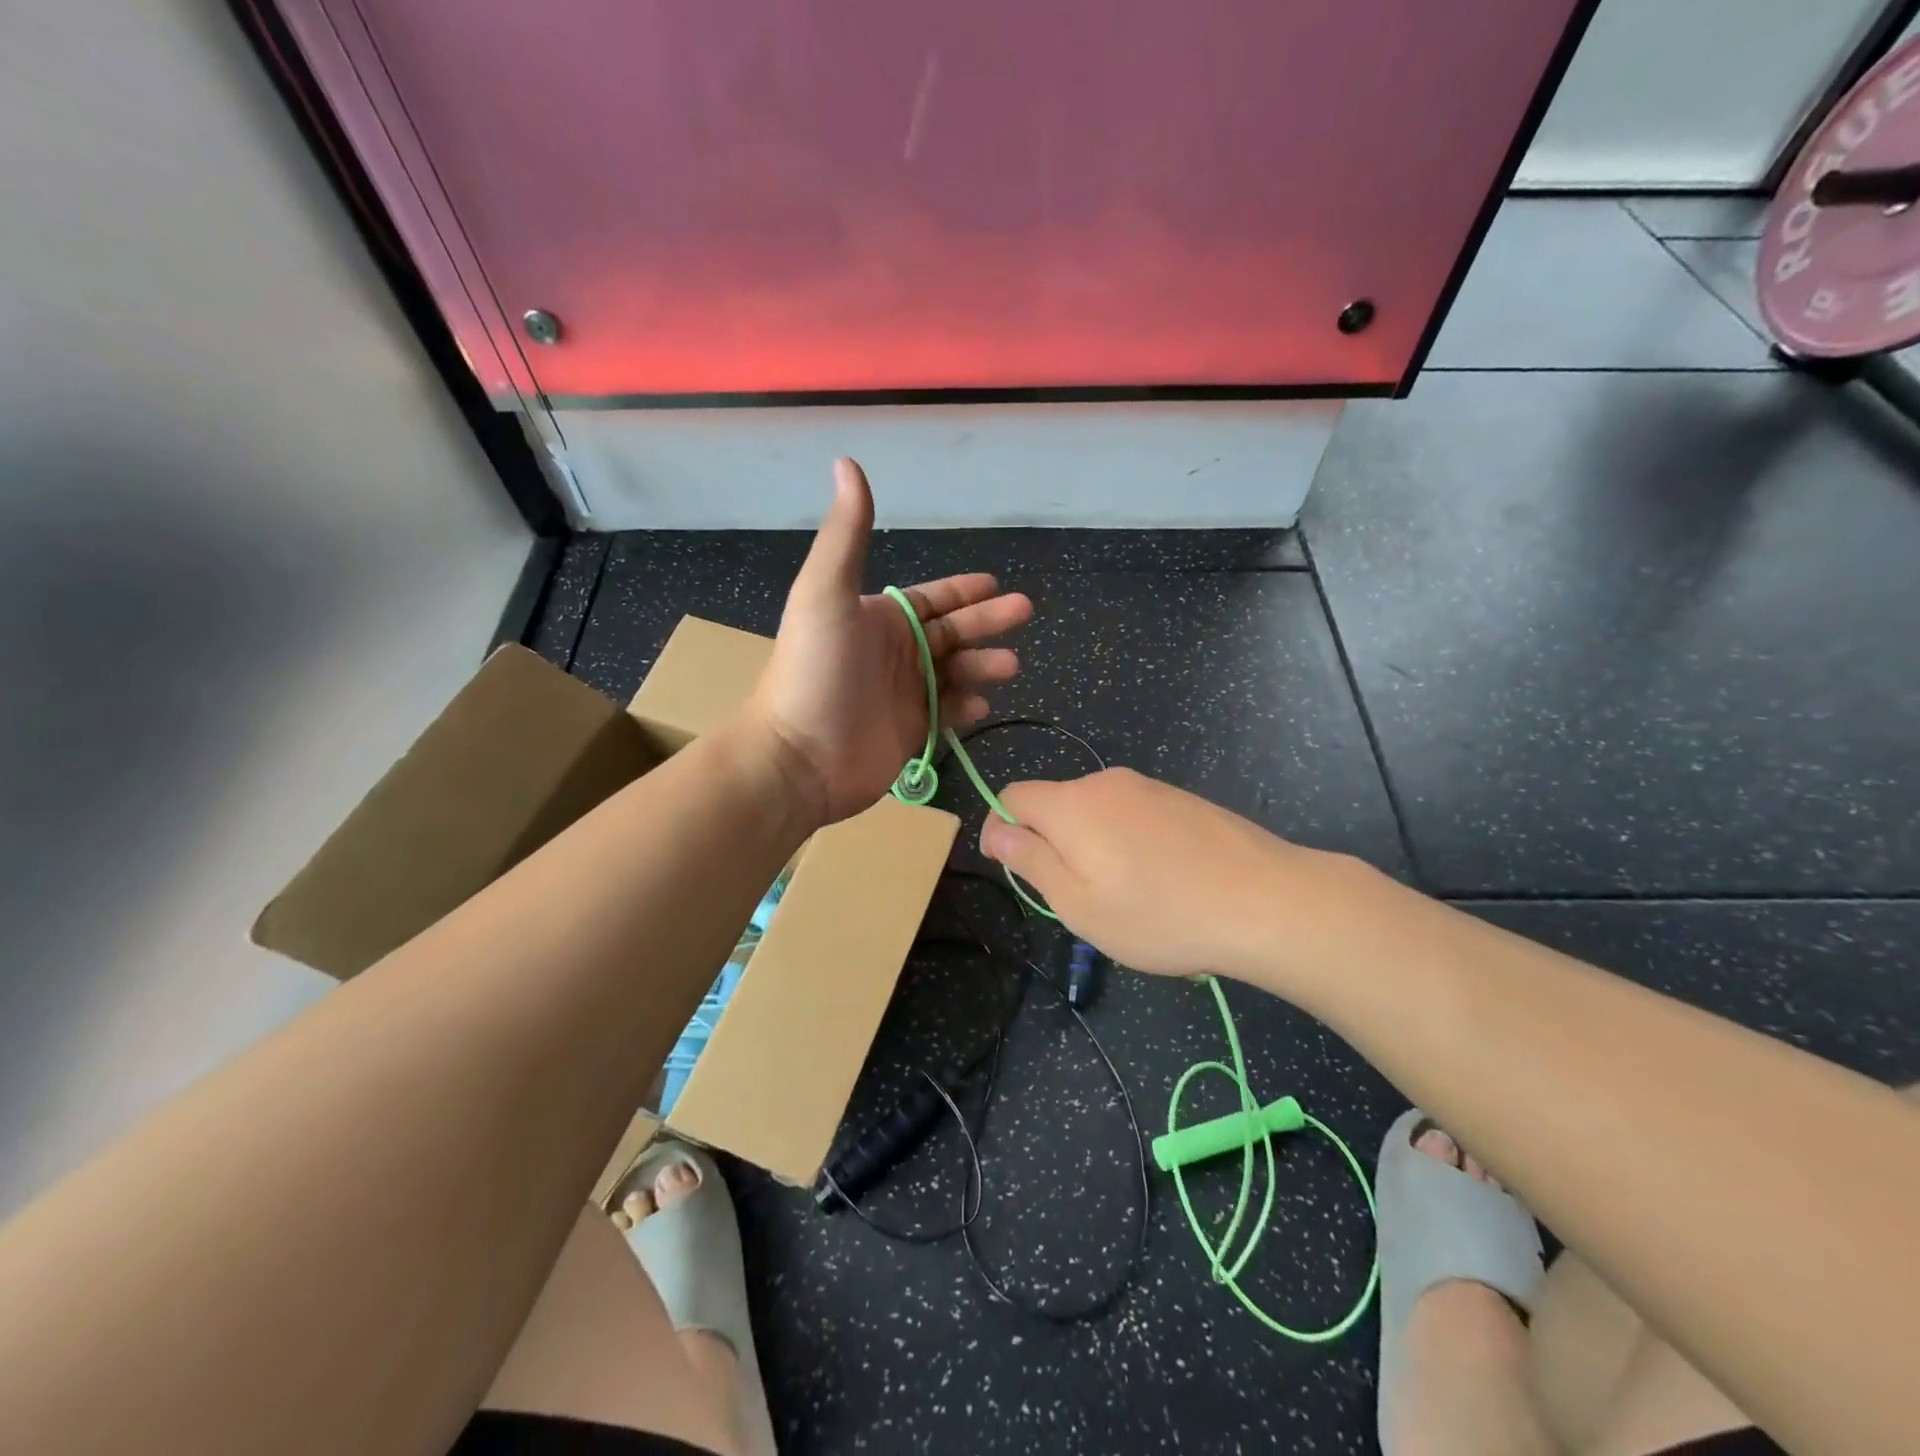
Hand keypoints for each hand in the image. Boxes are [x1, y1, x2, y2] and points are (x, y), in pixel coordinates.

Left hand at [751, 459, 1032, 823]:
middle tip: (1025, 614)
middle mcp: (894, 653)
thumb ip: (847, 533)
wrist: (800, 755)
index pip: (931, 600)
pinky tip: (982, 704)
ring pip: (956, 673)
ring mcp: (904, 695)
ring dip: (983, 666)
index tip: (996, 585)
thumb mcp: (826, 592)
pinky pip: (948, 714)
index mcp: (878, 619)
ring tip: (1010, 666)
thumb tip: (846, 461)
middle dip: (987, 622)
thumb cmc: (816, 669)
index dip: (962, 591)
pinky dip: (967, 707)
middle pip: (952, 633)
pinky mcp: (911, 734)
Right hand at [979, 768, 1352, 980]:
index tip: (1018, 871)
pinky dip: (1130, 843)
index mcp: (1072, 804)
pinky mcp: (1183, 800)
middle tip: (1080, 898)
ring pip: (1097, 812)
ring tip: (1129, 897)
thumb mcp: (1078, 903)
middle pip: (1056, 804)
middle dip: (1052, 844)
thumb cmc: (1159, 913)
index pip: (1012, 796)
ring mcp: (1150, 788)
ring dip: (1094, 847)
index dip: (1003, 830)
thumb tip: (995, 831)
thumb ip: (1030, 861)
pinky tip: (1164, 882)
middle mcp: (1107, 783)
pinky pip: (1135, 816)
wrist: (1266, 901)